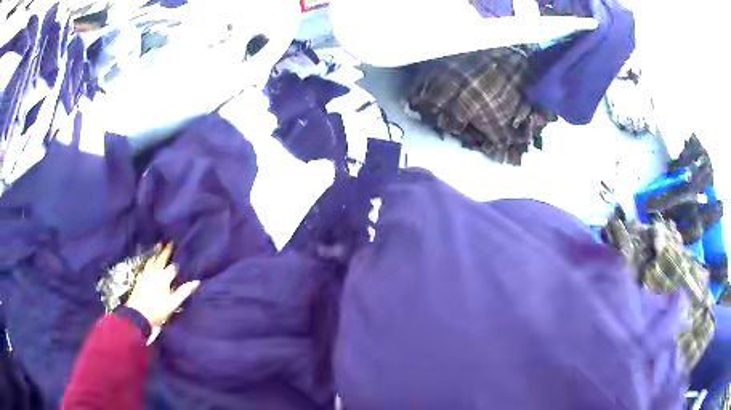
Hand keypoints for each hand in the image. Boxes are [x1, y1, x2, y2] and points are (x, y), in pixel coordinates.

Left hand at [126, 244, 199, 327]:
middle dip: (166, 251)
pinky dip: (150, 260)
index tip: (182, 256)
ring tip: (159, 245)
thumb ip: (183, 292)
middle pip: (161, 259)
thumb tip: (196, 282)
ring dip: (156, 253)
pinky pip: (146, 265)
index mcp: (164, 278)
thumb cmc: (157, 310)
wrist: (138, 314)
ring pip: (152, 260)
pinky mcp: (140, 278)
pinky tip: (150, 261)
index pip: (173, 267)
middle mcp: (154, 273)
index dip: (178, 263)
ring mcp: (146, 274)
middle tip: (170, 242)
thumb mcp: (173, 304)